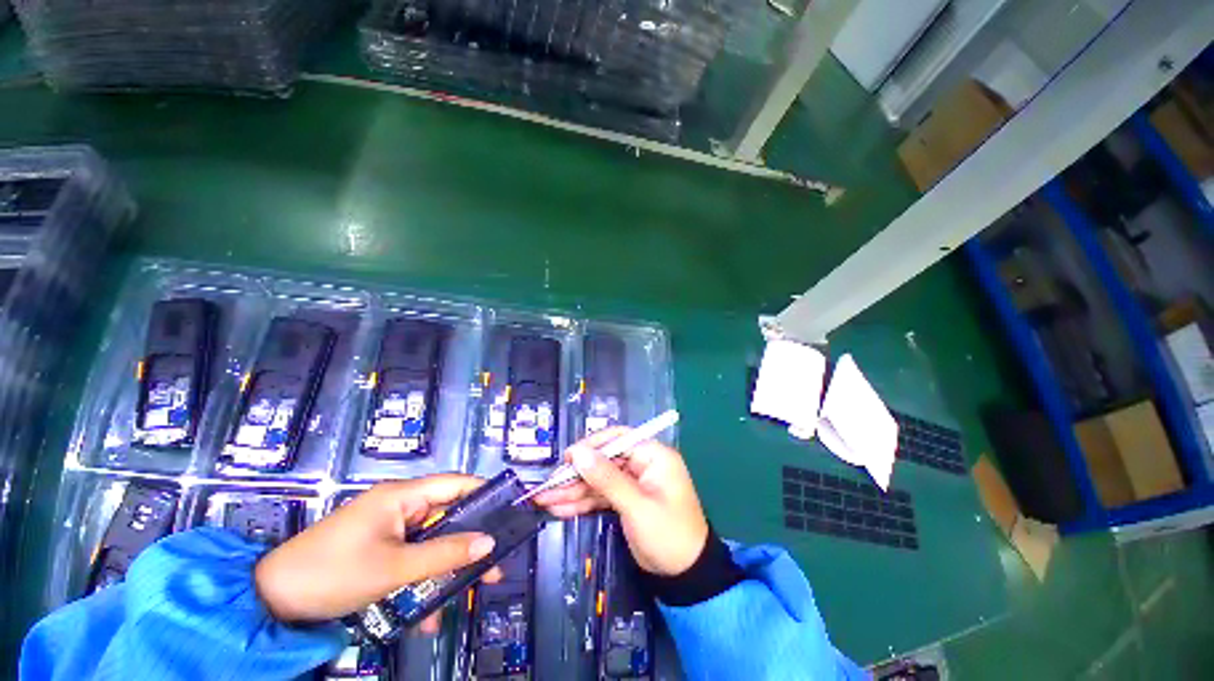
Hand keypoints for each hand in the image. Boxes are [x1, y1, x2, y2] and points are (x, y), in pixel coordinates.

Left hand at [254, 474, 500, 630]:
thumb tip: (489, 543)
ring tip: (468, 593)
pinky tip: (426, 614)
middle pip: (448, 516)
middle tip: (494, 565)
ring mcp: (389, 530)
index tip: (509, 512)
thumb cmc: (332, 573)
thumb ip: (444, 554)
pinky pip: (412, 560)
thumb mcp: (393, 568)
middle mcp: (400, 506)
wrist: (270, 601)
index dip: (485, 493)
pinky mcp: (379, 550)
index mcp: (403, 495)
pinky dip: (423, 581)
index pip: (456, 484)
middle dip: (470, 541)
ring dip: (447, 568)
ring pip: (432, 543)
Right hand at [532, 428, 708, 575]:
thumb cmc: (668, 535)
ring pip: (598, 480)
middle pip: (604, 461)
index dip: (591, 447)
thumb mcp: (637, 506)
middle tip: (550, 485)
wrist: (685, 576)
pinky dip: (582, 503)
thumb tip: (579, 453)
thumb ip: (607, 479)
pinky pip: (601, 496)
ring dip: (574, 490)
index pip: (618, 440)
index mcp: (653, 456)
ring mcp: (633, 482)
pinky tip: (560, 508)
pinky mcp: (626, 499)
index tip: (568, 459)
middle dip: (577, 475)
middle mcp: (642, 464)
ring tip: (545, 500)